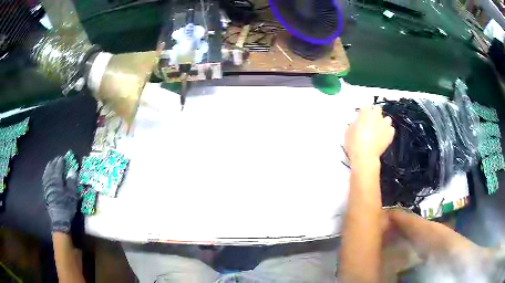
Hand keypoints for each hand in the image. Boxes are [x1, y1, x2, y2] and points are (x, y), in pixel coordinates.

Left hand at [42, 156, 77, 233]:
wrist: (59, 220)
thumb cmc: (67, 207)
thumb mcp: (72, 195)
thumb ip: (72, 182)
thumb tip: (73, 170)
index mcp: (57, 180)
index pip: (58, 167)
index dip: (61, 161)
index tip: (63, 157)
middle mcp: (50, 181)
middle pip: (51, 169)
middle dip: (54, 162)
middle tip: (57, 158)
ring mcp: (47, 186)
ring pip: (47, 173)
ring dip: (49, 167)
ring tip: (51, 163)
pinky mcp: (45, 192)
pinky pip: (44, 179)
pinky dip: (46, 174)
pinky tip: (46, 174)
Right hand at [345, 106, 394, 165]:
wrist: (365, 156)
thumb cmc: (355, 143)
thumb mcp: (348, 131)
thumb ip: (355, 124)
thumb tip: (357, 124)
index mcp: (365, 112)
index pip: (366, 107)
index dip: (363, 113)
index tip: (361, 118)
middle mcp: (377, 116)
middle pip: (377, 109)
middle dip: (375, 113)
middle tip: (370, 121)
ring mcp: (385, 125)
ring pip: (387, 119)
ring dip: (383, 122)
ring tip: (379, 129)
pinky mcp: (390, 134)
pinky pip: (391, 130)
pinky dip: (388, 132)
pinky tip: (383, 137)